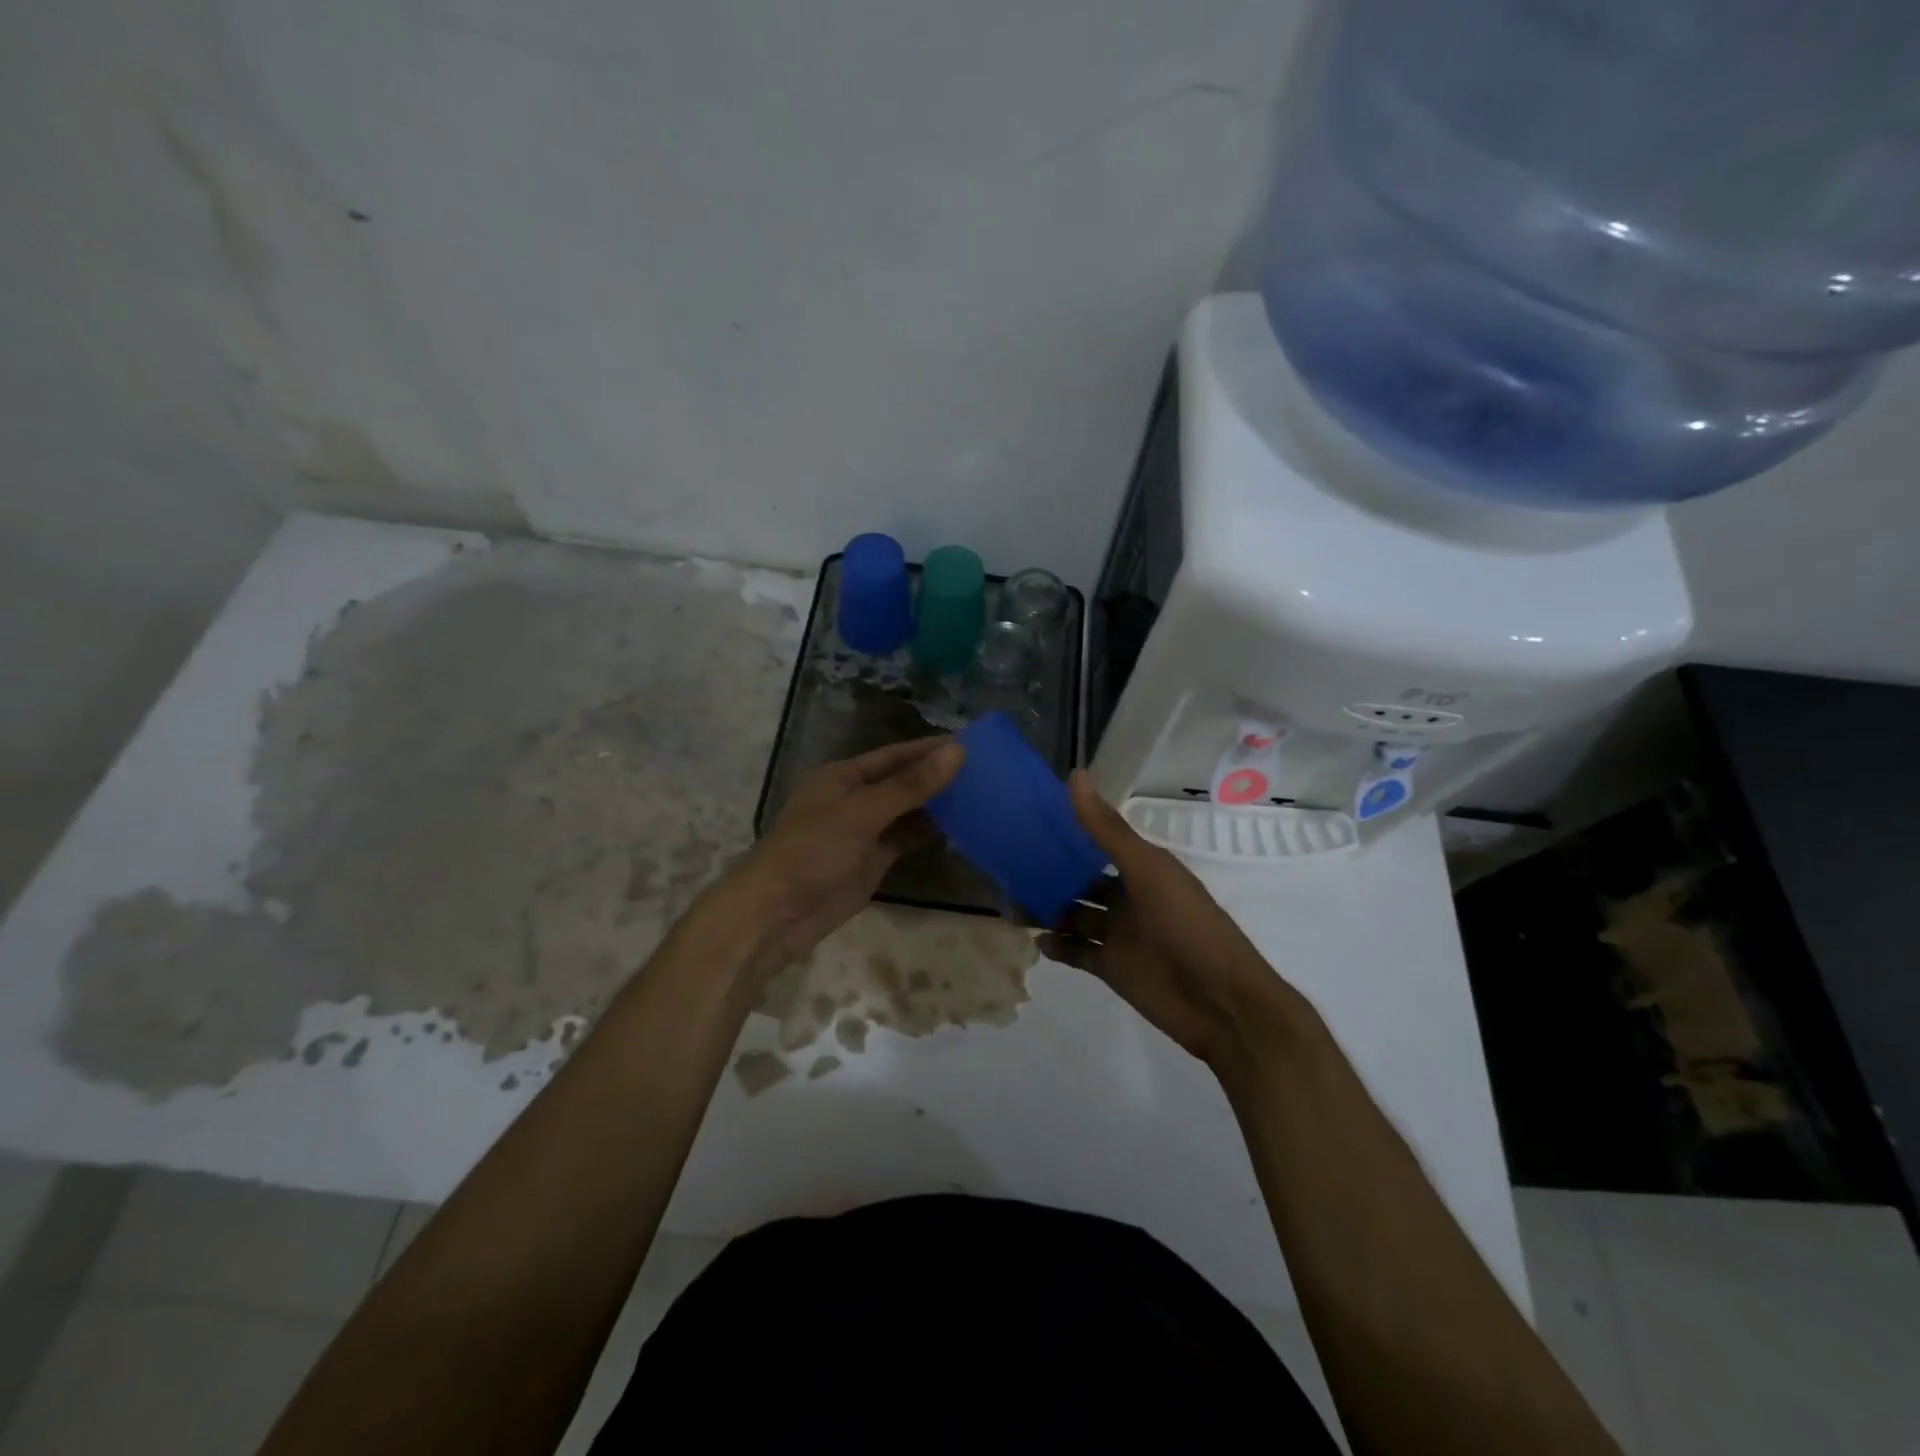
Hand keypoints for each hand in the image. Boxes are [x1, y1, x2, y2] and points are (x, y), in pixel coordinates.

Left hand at [714, 737, 963, 984]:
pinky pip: (906, 840)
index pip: (894, 755)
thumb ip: (910, 785)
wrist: (778, 913)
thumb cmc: (813, 850)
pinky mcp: (872, 861)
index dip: (929, 749)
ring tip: (982, 795)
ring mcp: (864, 832)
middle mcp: (855, 799)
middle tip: (985, 770)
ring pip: (907, 811)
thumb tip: (956, 751)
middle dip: (937, 776)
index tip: (970, 744)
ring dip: (938, 805)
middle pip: (903, 781)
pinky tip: (961, 827)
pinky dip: (929, 833)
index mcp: (843, 776)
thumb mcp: (862, 812)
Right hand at [1040, 772, 1307, 1067]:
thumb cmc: (1188, 926)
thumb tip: (1075, 775)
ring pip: (1074, 915)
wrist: (1221, 1004)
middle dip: (1050, 874)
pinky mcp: (1112, 967)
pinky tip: (1037, 939)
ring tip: (1012, 905)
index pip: (1098, 842)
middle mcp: (1128, 897)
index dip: (1068, 831)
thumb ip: (1108, 830)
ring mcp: (1120, 934)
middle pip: (1081, 880)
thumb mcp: (1147, 871)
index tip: (1029, 819)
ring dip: (1047, 910)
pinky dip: (1058, 946)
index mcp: (1142, 868)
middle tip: (1009, 868)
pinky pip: (1077, 952)